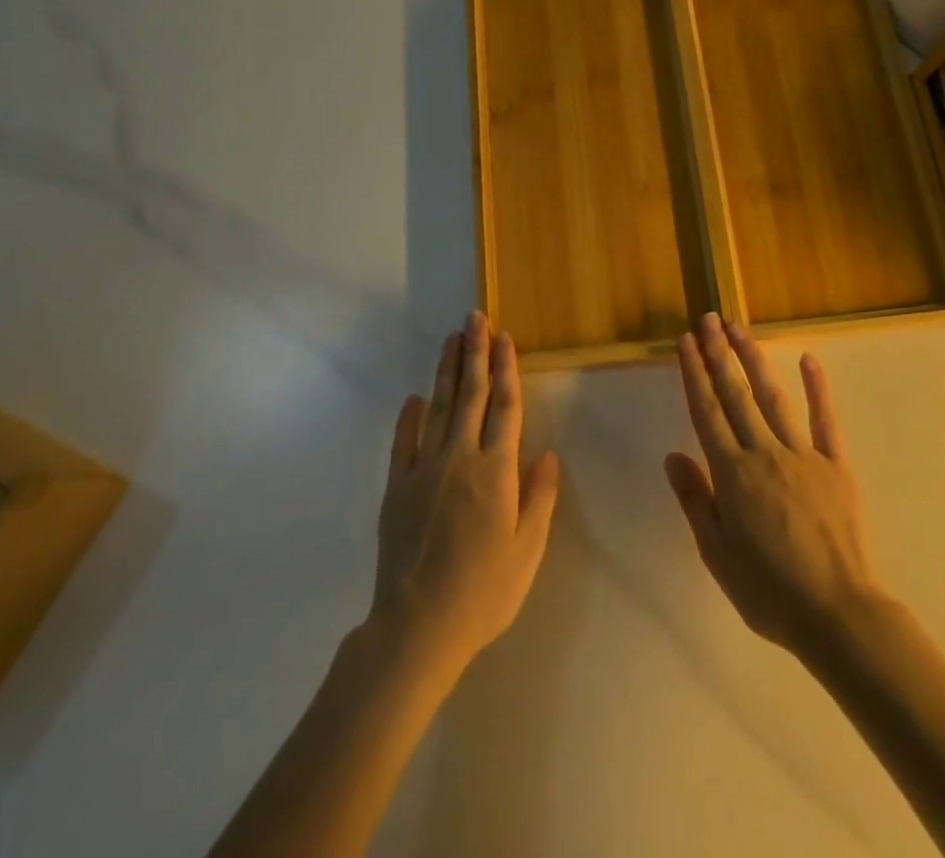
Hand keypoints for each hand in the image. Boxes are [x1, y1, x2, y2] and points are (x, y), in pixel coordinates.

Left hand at [369, 312, 560, 680]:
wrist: (417, 626)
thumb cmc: (484, 591)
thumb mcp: (528, 550)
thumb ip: (539, 497)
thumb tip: (547, 454)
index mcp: (497, 470)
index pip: (505, 406)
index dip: (506, 369)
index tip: (504, 338)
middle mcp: (461, 457)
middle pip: (470, 394)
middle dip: (474, 353)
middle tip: (475, 318)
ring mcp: (424, 469)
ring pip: (438, 407)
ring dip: (446, 371)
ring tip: (451, 340)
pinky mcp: (397, 487)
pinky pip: (403, 442)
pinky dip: (409, 417)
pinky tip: (414, 398)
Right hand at [665, 312, 881, 658]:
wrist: (837, 614)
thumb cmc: (769, 591)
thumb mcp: (717, 555)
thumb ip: (696, 501)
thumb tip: (673, 456)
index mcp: (732, 475)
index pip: (706, 412)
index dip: (694, 374)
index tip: (686, 342)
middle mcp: (764, 453)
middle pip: (735, 395)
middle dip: (719, 354)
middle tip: (708, 319)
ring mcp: (803, 455)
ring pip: (773, 397)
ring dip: (754, 359)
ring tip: (739, 328)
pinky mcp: (836, 464)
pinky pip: (825, 419)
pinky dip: (817, 388)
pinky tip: (808, 360)